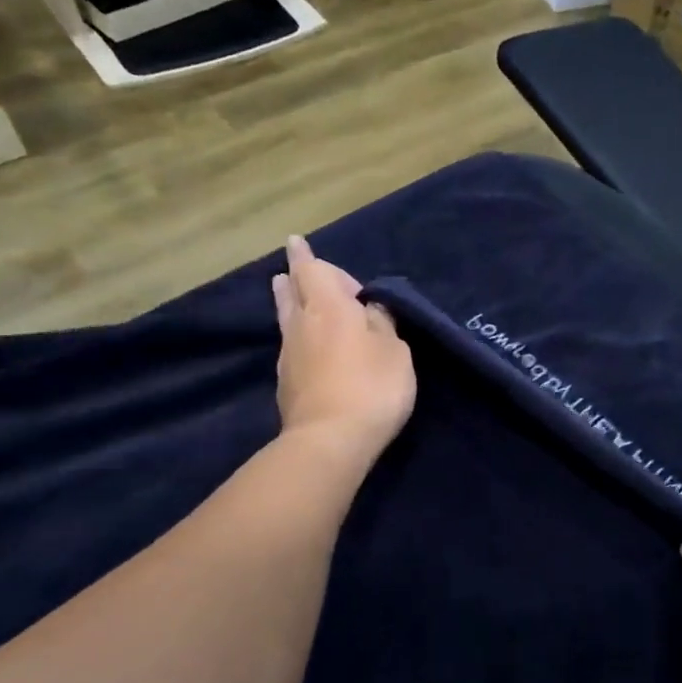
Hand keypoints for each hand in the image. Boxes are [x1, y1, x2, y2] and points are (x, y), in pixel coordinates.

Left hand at [271, 235, 415, 459]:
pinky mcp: (286, 384)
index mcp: (330, 307)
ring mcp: (289, 356)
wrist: (329, 440)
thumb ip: (382, 324)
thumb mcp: (395, 351)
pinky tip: (309, 346)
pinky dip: (299, 337)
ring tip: (289, 294)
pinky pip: (292, 346)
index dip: (305, 256)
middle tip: (292, 271)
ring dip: (290, 304)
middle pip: (292, 292)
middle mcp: (302, 325)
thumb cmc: (372, 387)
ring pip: (287, 319)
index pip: (312, 270)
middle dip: (294, 278)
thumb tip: (369, 309)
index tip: (296, 242)